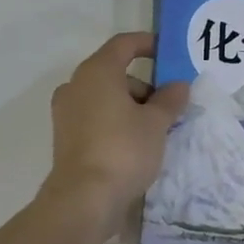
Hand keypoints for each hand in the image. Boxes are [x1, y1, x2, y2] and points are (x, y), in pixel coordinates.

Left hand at [42, 32, 190, 229]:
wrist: (84, 199)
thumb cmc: (123, 150)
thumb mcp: (155, 123)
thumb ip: (170, 99)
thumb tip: (178, 85)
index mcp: (97, 72)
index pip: (123, 44)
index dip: (147, 44)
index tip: (168, 53)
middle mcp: (76, 85)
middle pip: (115, 73)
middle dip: (145, 86)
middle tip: (170, 107)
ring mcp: (66, 112)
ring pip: (105, 98)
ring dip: (131, 107)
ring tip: (156, 131)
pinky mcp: (65, 137)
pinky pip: (96, 118)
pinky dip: (116, 122)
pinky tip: (135, 145)